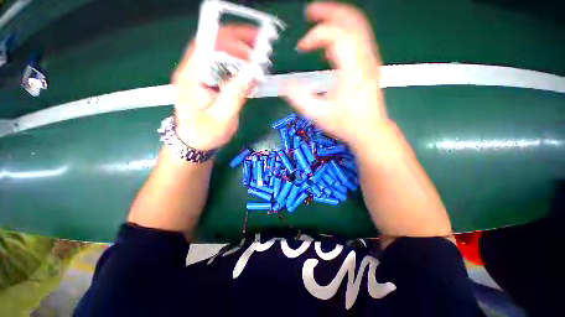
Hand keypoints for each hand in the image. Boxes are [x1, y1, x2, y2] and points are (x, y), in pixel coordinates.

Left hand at [172, 25, 257, 150]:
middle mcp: (191, 71)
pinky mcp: (204, 82)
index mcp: (191, 77)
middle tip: (259, 49)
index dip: (231, 39)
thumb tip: (251, 73)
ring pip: (217, 54)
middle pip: (213, 44)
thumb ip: (236, 94)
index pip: (208, 44)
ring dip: (238, 53)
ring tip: (257, 59)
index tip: (252, 44)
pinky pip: (220, 67)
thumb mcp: (223, 117)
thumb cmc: (206, 133)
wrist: (193, 143)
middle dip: (238, 43)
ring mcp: (197, 75)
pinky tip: (247, 72)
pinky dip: (235, 65)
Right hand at [284, 2, 387, 147]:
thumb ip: (299, 98)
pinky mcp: (369, 66)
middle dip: (329, 12)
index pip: (337, 35)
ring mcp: (370, 61)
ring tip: (318, 21)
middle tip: (310, 12)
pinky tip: (330, 43)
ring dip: (337, 19)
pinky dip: (343, 33)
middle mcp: (365, 59)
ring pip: (358, 27)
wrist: (369, 130)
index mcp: (353, 69)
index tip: (301, 48)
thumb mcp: (318, 115)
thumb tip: (285, 84)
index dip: (316, 35)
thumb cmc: (345, 124)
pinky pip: (358, 39)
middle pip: (352, 21)